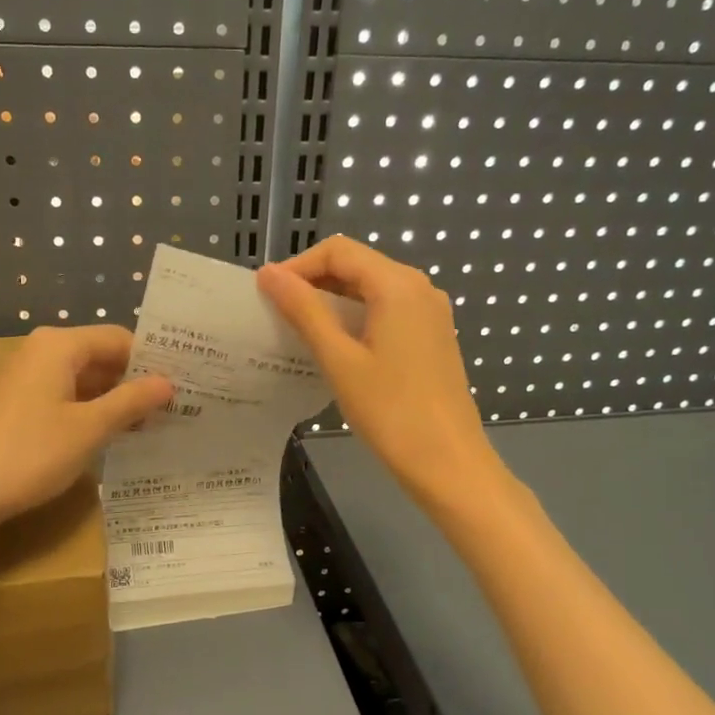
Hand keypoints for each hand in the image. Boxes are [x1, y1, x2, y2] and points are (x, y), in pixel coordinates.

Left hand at [0, 326, 171, 528]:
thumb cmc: (30, 452)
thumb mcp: (89, 428)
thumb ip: (131, 401)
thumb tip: (168, 383)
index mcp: (60, 346)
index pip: (120, 339)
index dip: (152, 361)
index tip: (184, 385)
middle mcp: (43, 352)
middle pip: (102, 356)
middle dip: (136, 382)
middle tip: (176, 408)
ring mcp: (28, 378)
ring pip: (86, 379)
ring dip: (117, 400)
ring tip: (154, 424)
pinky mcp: (21, 404)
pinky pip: (68, 397)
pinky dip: (93, 411)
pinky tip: (116, 435)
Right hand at [258, 237, 503, 514]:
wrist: (448, 463)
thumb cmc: (390, 411)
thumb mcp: (339, 359)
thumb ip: (304, 311)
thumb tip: (269, 274)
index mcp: (397, 285)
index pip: (338, 251)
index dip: (298, 266)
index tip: (266, 294)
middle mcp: (419, 288)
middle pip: (357, 265)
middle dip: (314, 282)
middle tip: (276, 313)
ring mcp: (430, 313)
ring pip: (372, 289)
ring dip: (333, 302)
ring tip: (298, 330)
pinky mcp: (433, 337)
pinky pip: (388, 312)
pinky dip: (356, 319)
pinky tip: (336, 347)